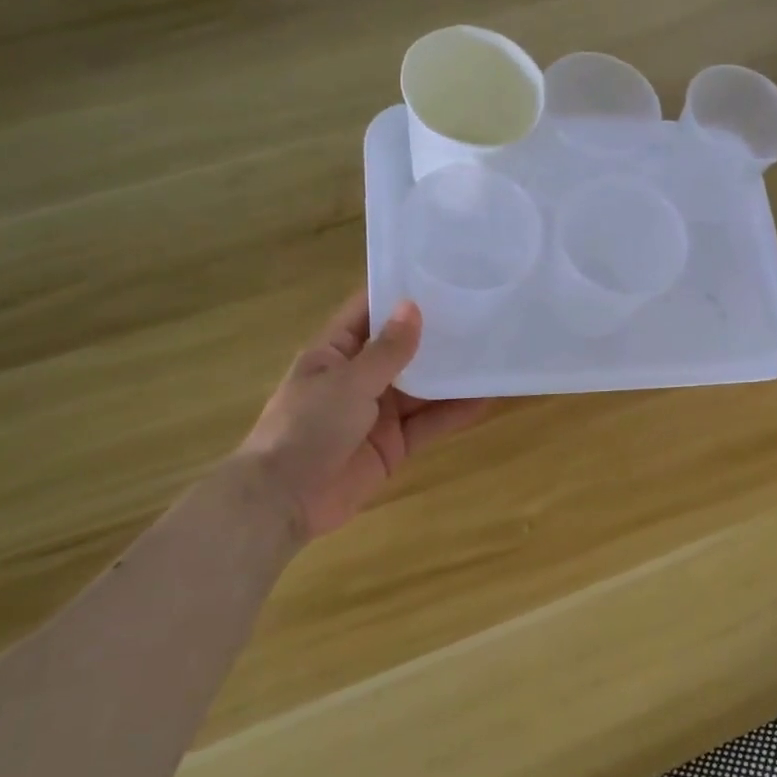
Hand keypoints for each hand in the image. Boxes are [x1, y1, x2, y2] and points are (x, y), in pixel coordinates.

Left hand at [239, 292, 488, 538]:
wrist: (285, 500)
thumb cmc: (307, 427)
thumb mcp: (348, 382)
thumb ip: (387, 350)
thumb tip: (413, 307)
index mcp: (335, 353)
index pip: (368, 313)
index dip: (398, 295)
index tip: (439, 275)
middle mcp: (358, 378)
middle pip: (402, 350)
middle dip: (436, 335)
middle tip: (480, 312)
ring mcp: (377, 413)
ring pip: (421, 388)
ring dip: (450, 375)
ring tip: (492, 353)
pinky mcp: (394, 445)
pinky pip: (428, 424)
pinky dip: (454, 413)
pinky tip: (485, 398)